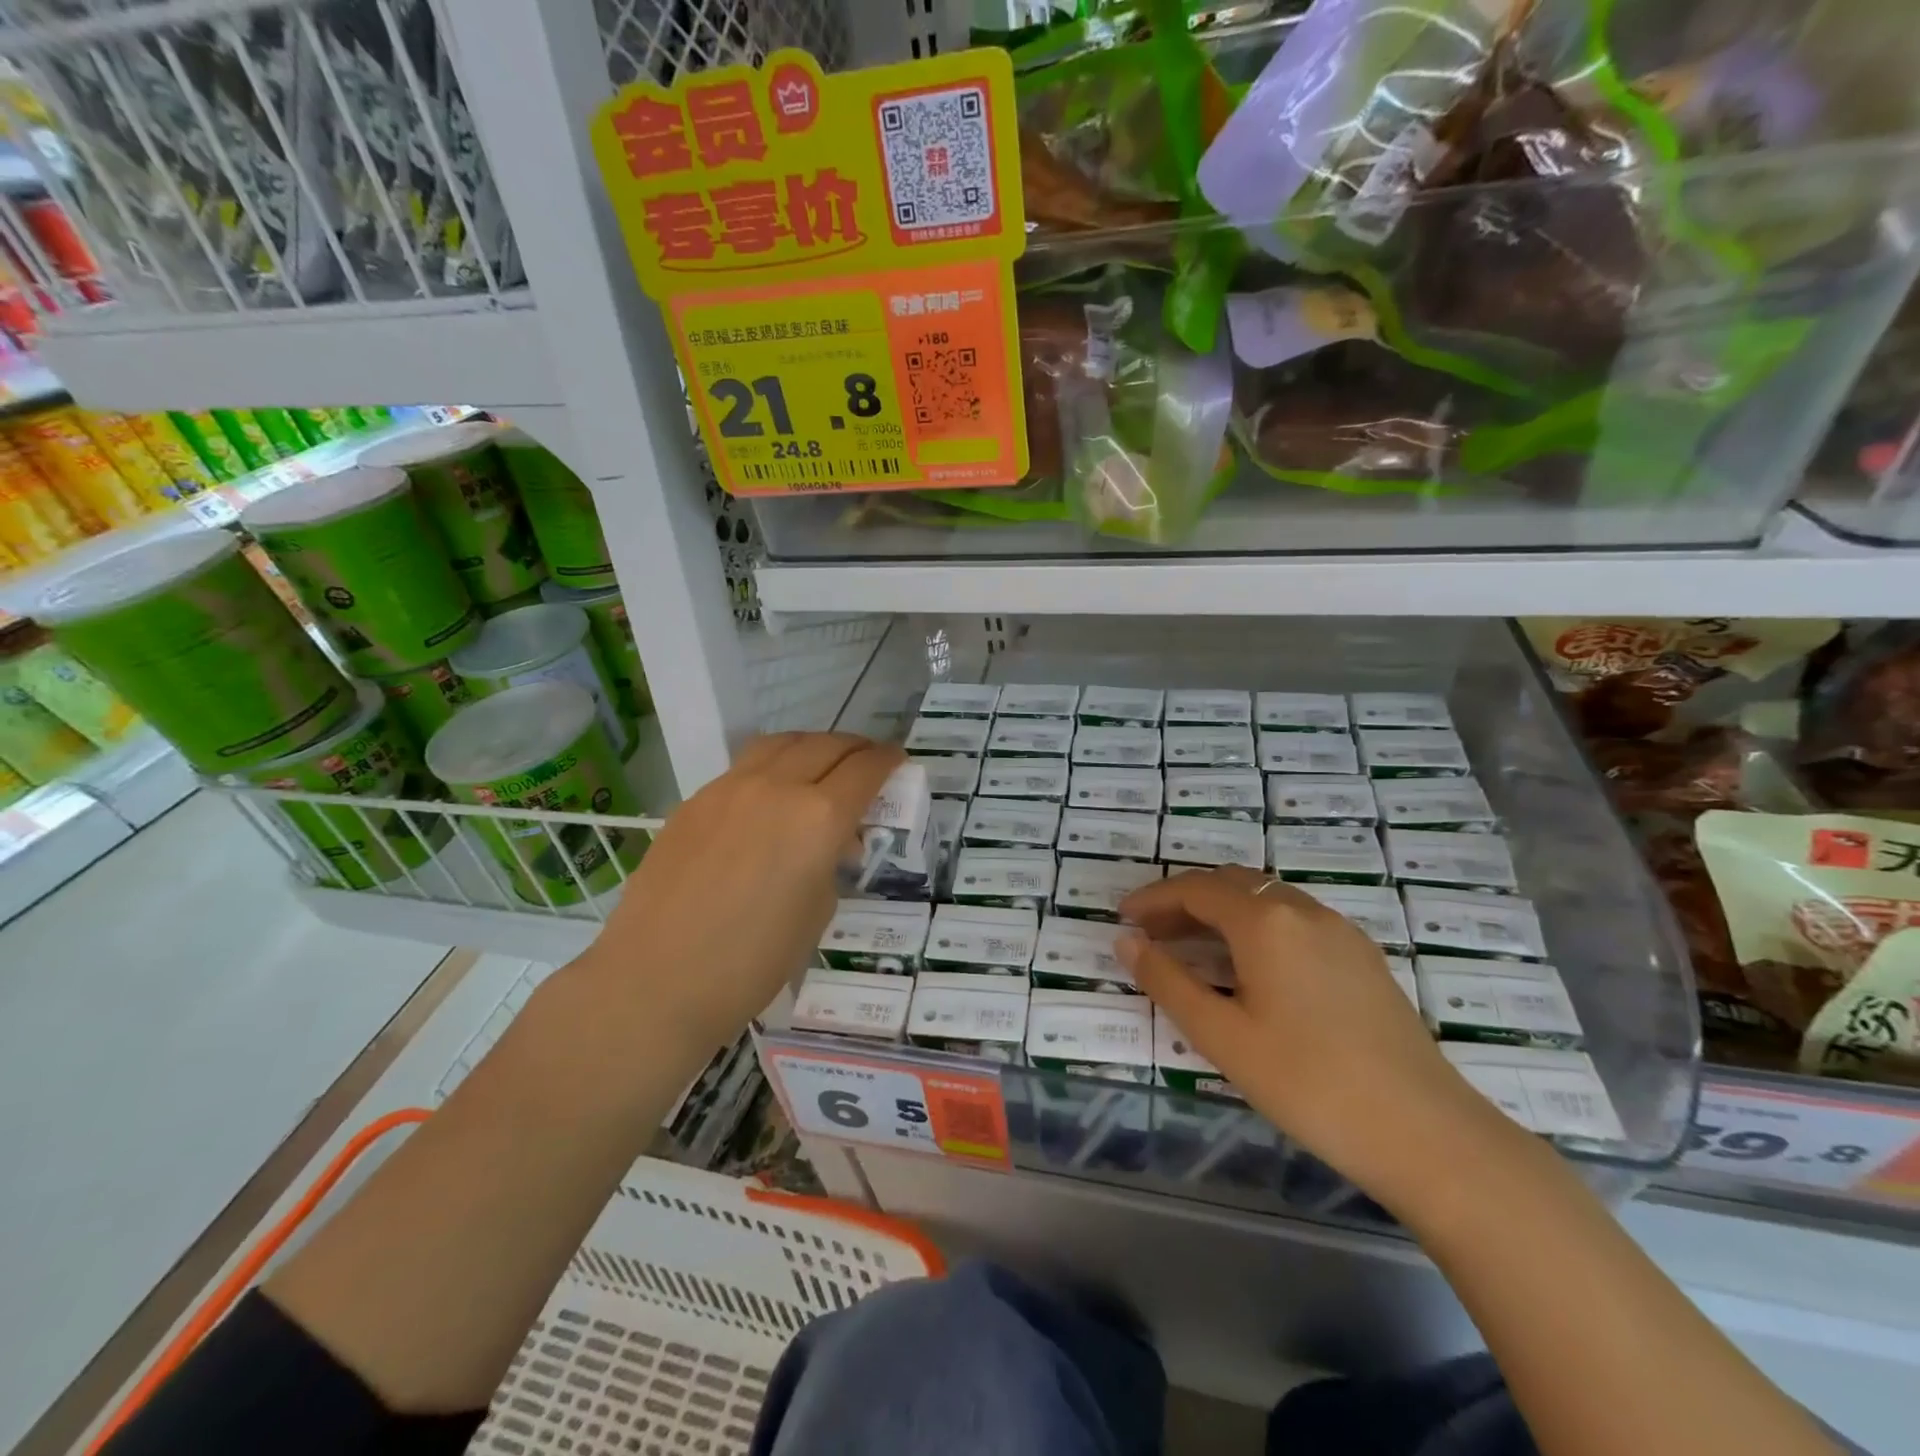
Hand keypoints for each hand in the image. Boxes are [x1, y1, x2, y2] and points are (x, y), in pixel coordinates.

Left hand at [580, 732, 902, 1052]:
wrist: (656, 979)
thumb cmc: (751, 962)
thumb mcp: (816, 912)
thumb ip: (831, 863)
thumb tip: (832, 842)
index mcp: (819, 818)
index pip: (865, 769)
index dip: (888, 761)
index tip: (897, 762)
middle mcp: (777, 788)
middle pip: (827, 745)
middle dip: (856, 748)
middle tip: (867, 762)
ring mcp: (730, 788)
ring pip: (782, 743)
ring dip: (812, 746)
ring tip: (821, 764)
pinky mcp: (696, 800)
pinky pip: (745, 766)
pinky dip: (773, 765)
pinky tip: (771, 794)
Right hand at [1118, 867, 1496, 1201]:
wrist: (1426, 1134)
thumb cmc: (1309, 1083)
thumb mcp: (1222, 1036)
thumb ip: (1167, 982)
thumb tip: (1126, 942)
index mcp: (1266, 921)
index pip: (1195, 889)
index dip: (1153, 899)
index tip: (1123, 917)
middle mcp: (1303, 910)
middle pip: (1231, 885)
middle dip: (1184, 901)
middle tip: (1151, 933)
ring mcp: (1340, 931)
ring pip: (1266, 900)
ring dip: (1222, 912)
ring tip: (1192, 948)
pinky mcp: (1363, 957)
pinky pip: (1295, 921)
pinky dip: (1257, 927)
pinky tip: (1251, 967)